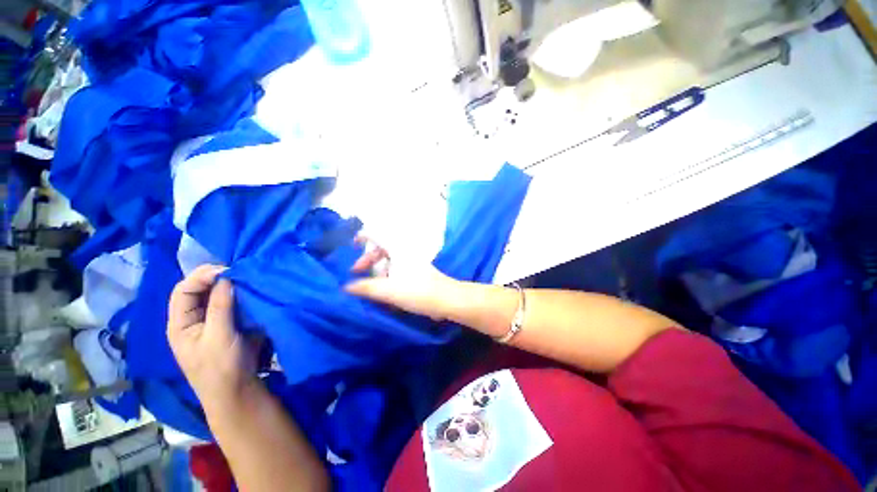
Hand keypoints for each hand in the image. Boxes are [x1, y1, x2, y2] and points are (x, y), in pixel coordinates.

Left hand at [167, 265, 259, 409]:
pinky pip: (230, 304)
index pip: (183, 290)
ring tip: (246, 277)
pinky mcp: (227, 325)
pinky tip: (249, 290)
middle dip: (215, 277)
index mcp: (180, 323)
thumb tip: (227, 276)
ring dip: (229, 285)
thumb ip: (220, 306)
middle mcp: (191, 319)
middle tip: (239, 270)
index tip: (228, 270)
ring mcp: (210, 322)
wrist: (236, 392)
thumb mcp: (219, 337)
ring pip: (215, 296)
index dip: (202, 276)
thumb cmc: (221, 368)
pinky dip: (239, 295)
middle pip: (198, 290)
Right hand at [345, 238, 461, 319]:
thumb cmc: (418, 292)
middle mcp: (404, 253)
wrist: (446, 300)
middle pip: (381, 250)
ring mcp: (411, 263)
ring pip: (388, 262)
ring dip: (375, 271)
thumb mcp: (389, 290)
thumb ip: (366, 288)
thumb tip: (345, 287)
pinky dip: (385, 277)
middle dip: (366, 260)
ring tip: (367, 285)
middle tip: (356, 272)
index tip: (351, 245)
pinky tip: (382, 290)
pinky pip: (395, 271)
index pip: (378, 236)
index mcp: (398, 251)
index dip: (363, 236)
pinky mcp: (415, 274)